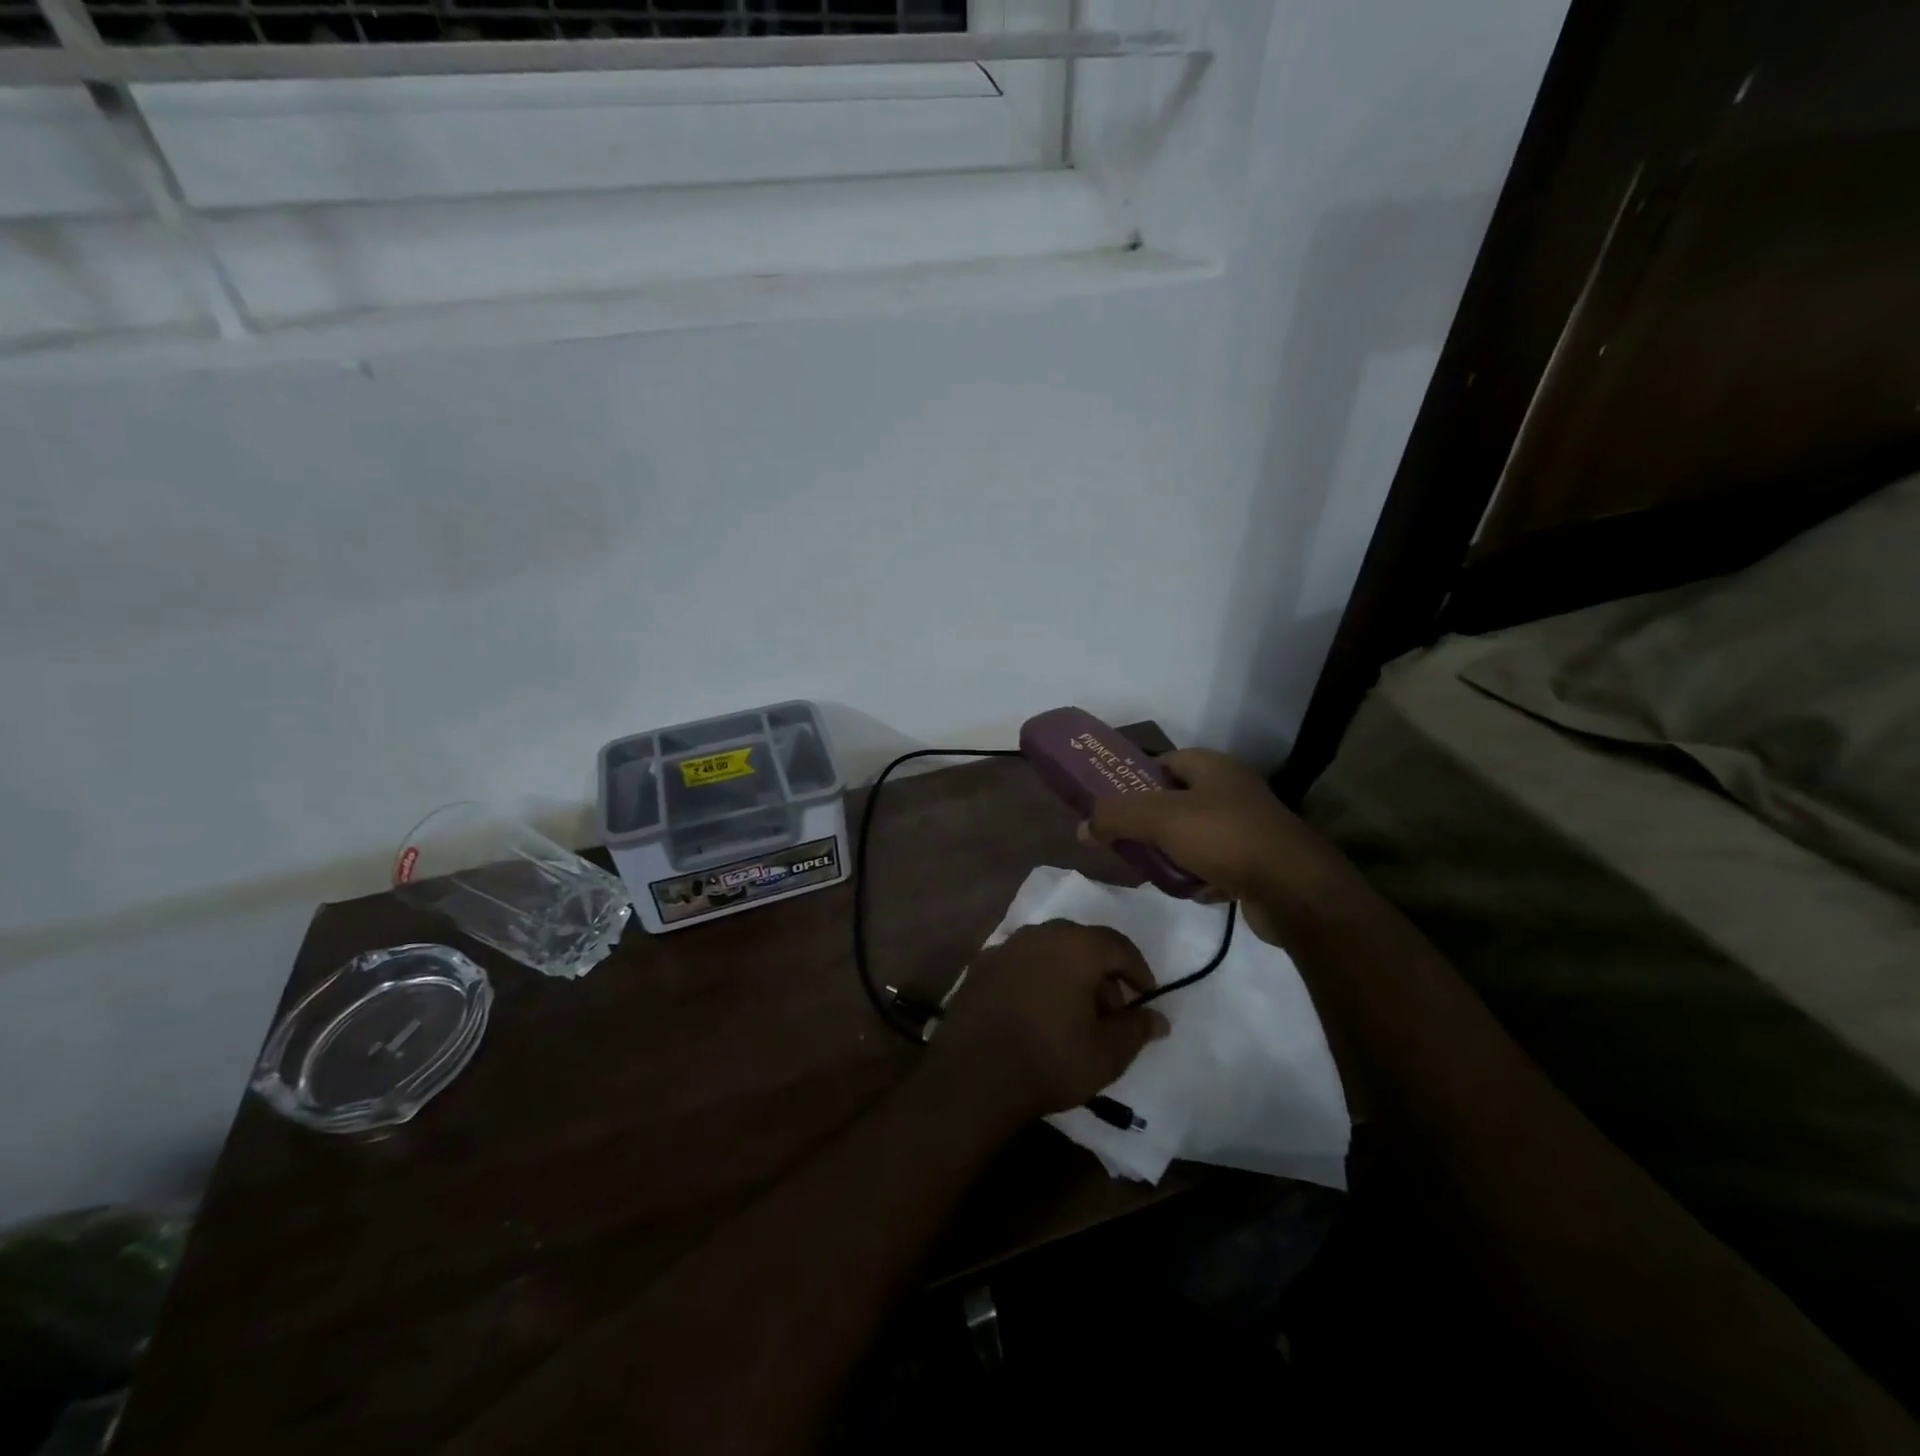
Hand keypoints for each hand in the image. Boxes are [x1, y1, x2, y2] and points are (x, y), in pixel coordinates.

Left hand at [929, 920, 1168, 1120]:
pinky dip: (1036, 978)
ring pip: (1049, 950)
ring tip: (1072, 1012)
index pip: (1118, 945)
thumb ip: (1136, 1029)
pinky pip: (1020, 963)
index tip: (1145, 997)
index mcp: (1075, 946)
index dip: (1138, 971)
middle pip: (1082, 943)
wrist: (974, 1076)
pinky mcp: (980, 965)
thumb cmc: (1050, 1060)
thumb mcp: (1107, 1053)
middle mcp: (1039, 934)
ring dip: (1067, 972)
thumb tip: (1158, 1018)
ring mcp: (1005, 946)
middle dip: (1101, 972)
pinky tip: (1035, 1010)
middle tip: (1109, 1010)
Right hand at [1080, 748, 1340, 946]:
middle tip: (1123, 839)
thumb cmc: (1225, 838)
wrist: (1295, 890)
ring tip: (1149, 869)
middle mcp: (1232, 790)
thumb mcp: (1160, 819)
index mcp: (1212, 767)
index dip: (1134, 779)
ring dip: (1172, 852)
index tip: (1111, 803)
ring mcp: (1248, 827)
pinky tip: (1188, 891)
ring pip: (1194, 835)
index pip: (1163, 762)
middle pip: (1176, 800)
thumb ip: (1116, 817)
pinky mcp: (1258, 862)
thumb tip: (1081, 827)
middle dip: (1149, 822)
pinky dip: (1199, 876)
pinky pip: (1215, 864)